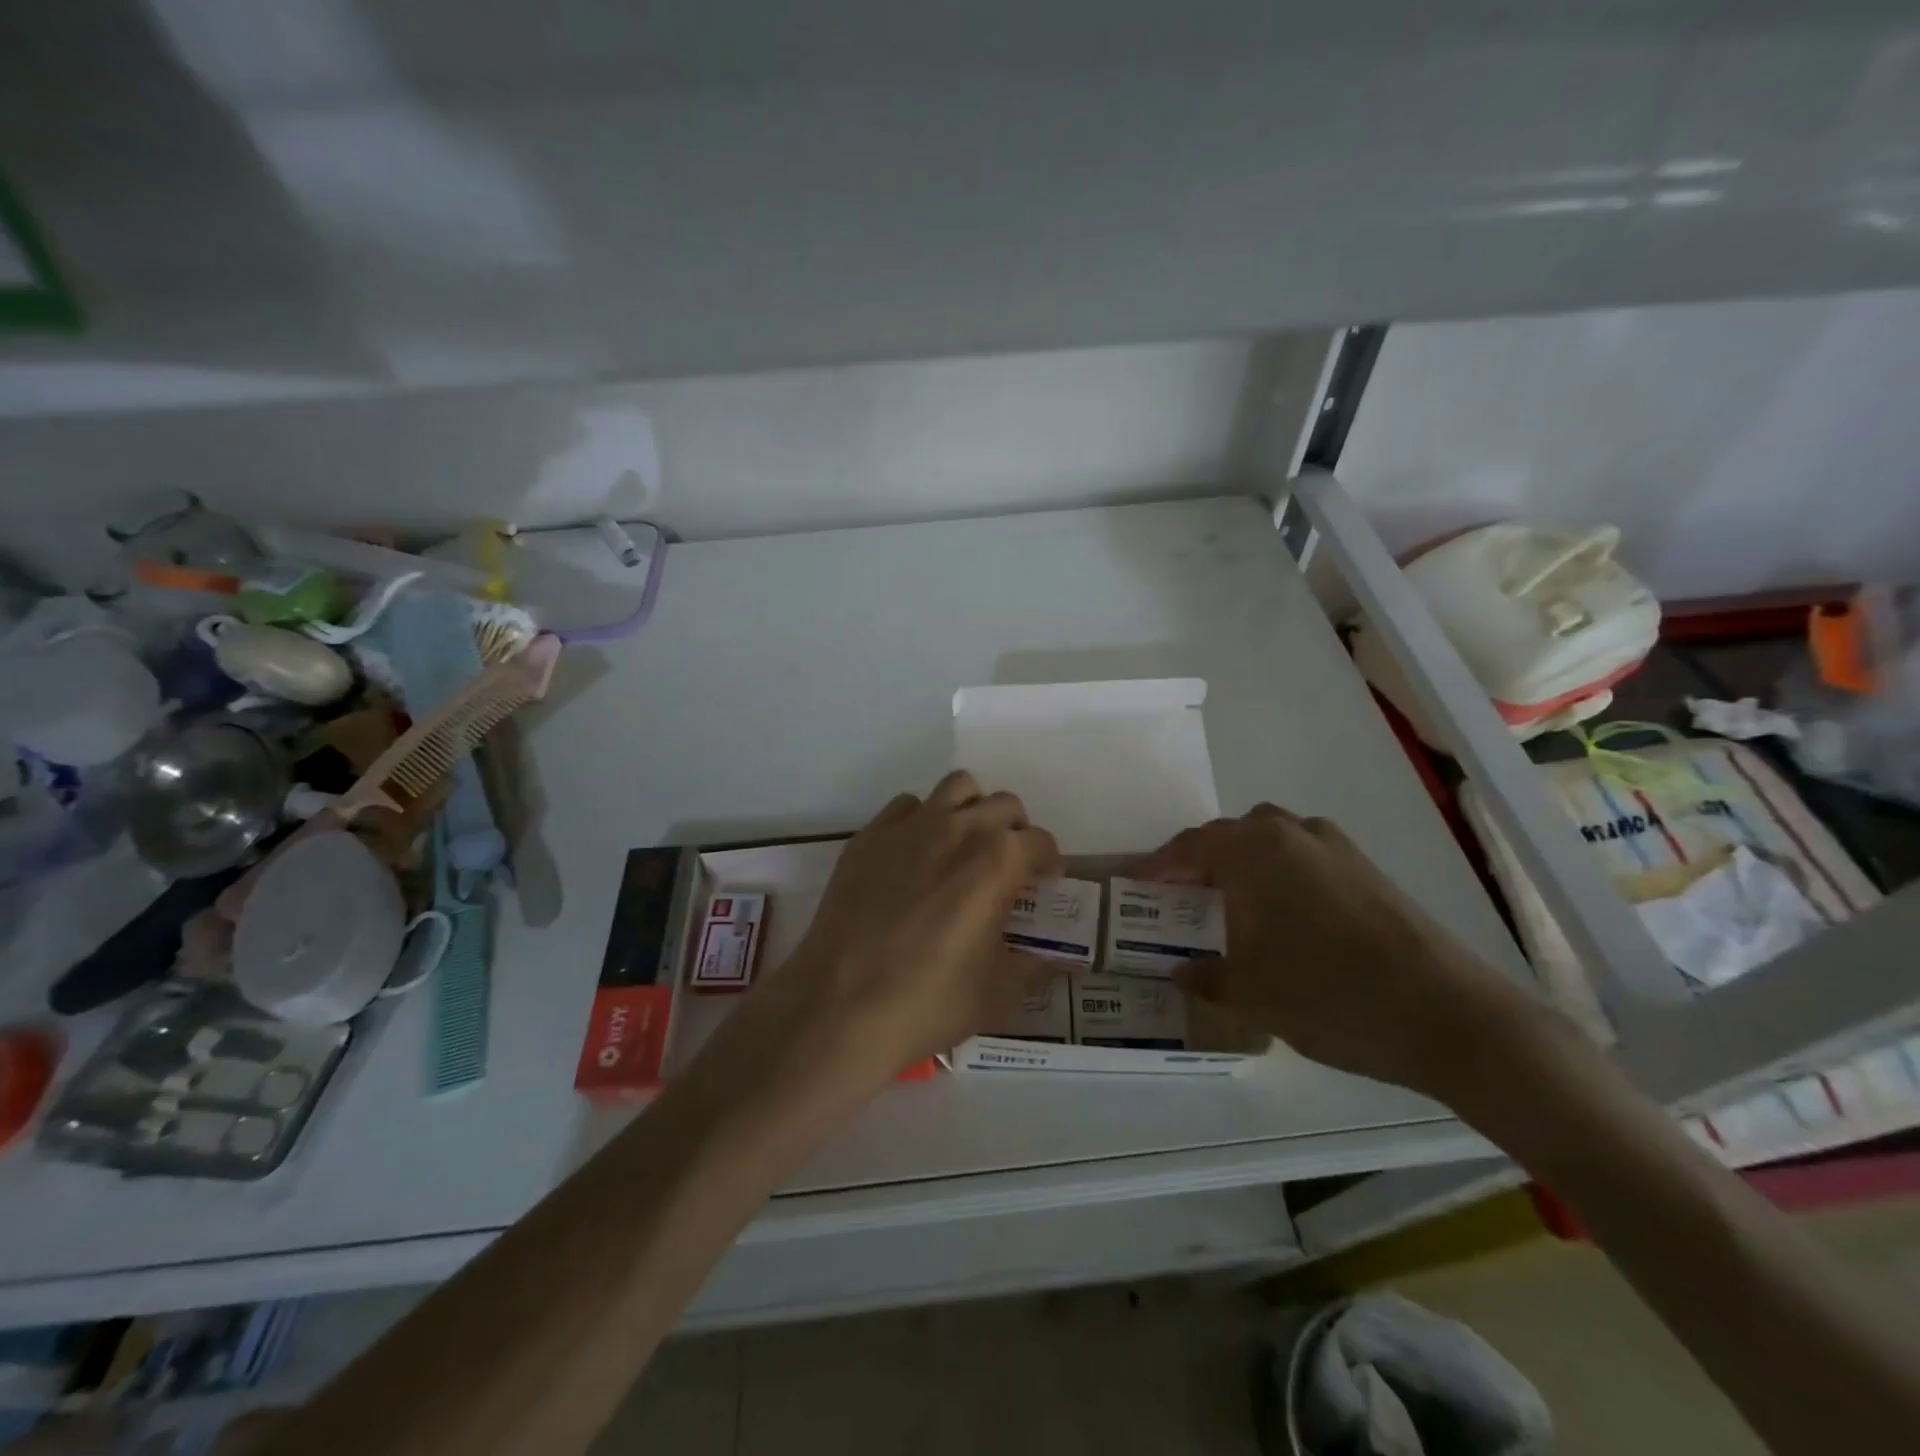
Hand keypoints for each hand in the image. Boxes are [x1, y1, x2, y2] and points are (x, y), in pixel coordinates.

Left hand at [730, 771, 1060, 1096]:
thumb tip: (1057, 962)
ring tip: (965, 847)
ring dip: (971, 810)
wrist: (841, 1006)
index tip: (1042, 884)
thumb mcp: (998, 994)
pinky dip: (922, 821)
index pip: (1040, 842)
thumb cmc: (930, 1002)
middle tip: (1007, 867)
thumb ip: (1033, 968)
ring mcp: (910, 826)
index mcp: (999, 860)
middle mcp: (959, 828)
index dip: (1048, 863)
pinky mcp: (870, 836)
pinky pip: (906, 807)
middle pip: (1003, 805)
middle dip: (1015, 831)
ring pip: (956, 788)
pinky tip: (915, 858)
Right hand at [1137, 805, 1542, 1101]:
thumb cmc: (1331, 995)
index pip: (1192, 846)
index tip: (1137, 884)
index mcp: (1257, 851)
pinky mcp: (1370, 872)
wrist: (1450, 1017)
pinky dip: (1281, 874)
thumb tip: (1180, 971)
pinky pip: (1306, 857)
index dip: (1160, 865)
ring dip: (1244, 862)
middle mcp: (1295, 835)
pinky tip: (1285, 917)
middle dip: (1202, 859)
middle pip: (1233, 834)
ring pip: (1274, 840)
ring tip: (1232, 903)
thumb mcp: (1252, 993)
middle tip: (1184, 895)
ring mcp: (1339, 850)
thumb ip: (1207, 977)